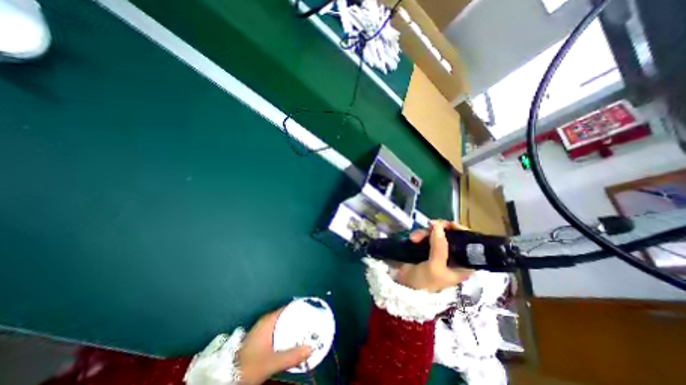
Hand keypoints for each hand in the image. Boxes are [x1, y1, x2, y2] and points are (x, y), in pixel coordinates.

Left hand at [237, 310, 310, 384]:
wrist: (227, 378)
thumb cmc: (248, 365)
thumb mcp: (271, 362)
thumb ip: (291, 355)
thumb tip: (311, 348)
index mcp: (268, 320)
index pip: (289, 308)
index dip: (301, 309)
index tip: (313, 311)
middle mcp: (267, 322)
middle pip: (287, 316)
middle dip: (300, 320)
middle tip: (314, 323)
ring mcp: (264, 331)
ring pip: (284, 326)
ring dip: (295, 329)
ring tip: (308, 332)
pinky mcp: (262, 340)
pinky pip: (280, 333)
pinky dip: (288, 336)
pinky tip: (295, 343)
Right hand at [394, 220, 474, 291]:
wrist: (405, 287)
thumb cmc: (424, 282)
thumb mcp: (434, 266)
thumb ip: (439, 246)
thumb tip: (438, 225)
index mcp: (463, 264)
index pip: (469, 243)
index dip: (461, 231)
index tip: (449, 225)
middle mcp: (453, 256)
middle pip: (451, 235)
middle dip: (439, 230)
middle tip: (429, 226)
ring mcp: (439, 251)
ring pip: (437, 233)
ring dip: (425, 233)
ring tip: (414, 238)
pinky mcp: (427, 248)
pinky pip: (426, 236)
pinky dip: (420, 235)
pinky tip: (412, 239)